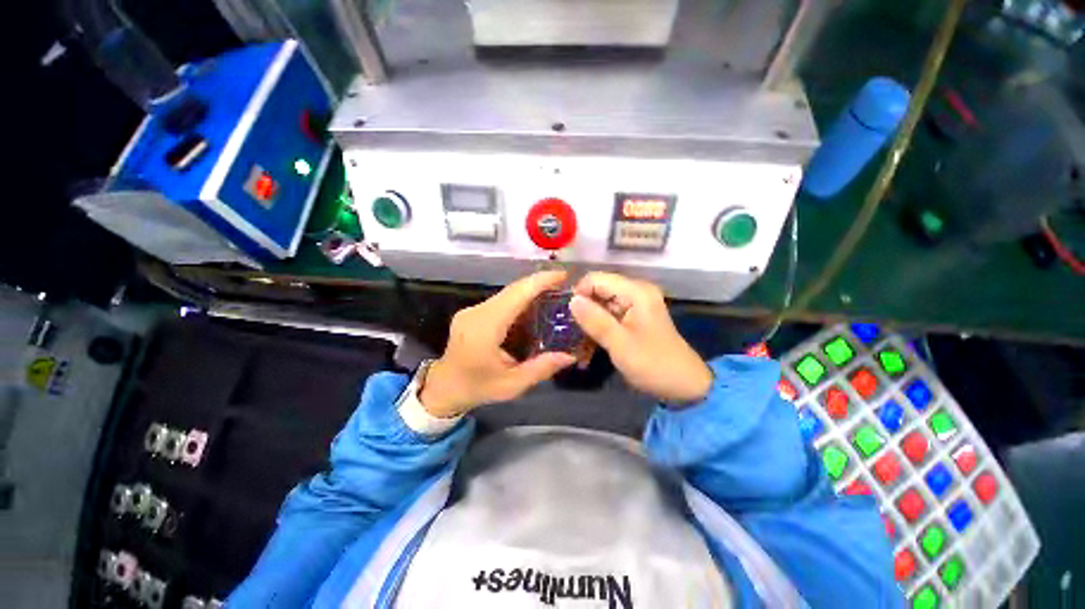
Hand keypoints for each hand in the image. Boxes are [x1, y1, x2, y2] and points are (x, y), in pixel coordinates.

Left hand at [419, 271, 577, 417]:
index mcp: (486, 328)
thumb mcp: (512, 385)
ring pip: (506, 293)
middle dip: (539, 283)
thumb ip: (541, 369)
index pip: (516, 294)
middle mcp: (477, 312)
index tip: (563, 275)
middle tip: (563, 285)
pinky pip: (500, 301)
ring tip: (552, 296)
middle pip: (512, 289)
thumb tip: (569, 355)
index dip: (540, 281)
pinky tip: (531, 309)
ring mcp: (472, 310)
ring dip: (529, 292)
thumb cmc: (477, 388)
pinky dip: (519, 300)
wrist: (443, 388)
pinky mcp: (472, 312)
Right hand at [569, 272, 712, 404]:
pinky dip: (598, 327)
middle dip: (582, 309)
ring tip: (577, 341)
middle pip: (598, 290)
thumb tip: (571, 300)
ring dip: (588, 320)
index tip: (567, 317)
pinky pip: (608, 315)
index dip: (579, 294)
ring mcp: (635, 304)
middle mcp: (636, 292)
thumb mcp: (619, 344)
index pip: (596, 279)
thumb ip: (594, 320)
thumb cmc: (653, 364)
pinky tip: (588, 345)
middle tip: (570, 332)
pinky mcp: (633, 317)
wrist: (684, 385)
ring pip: (601, 303)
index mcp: (636, 292)